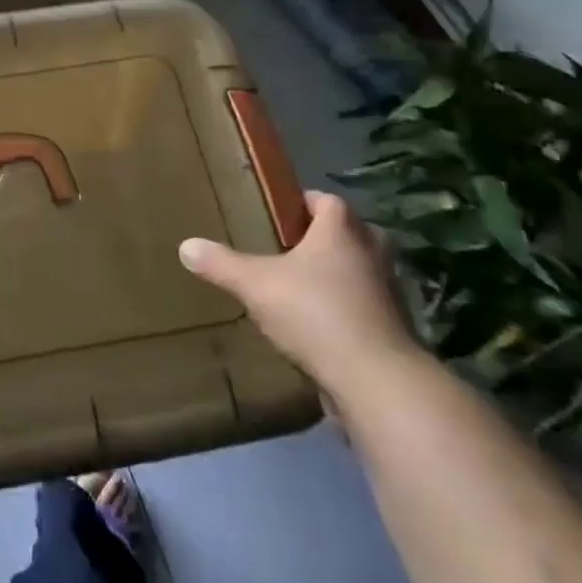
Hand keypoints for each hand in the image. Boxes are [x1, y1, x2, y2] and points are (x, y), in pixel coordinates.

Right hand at [179, 191, 418, 397]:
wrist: (378, 382)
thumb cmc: (316, 313)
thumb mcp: (256, 285)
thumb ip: (221, 264)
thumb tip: (186, 246)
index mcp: (342, 229)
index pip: (325, 199)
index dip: (301, 204)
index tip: (277, 216)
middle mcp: (372, 252)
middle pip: (347, 233)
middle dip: (320, 240)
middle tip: (286, 251)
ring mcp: (390, 292)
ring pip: (359, 271)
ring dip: (336, 277)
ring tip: (299, 290)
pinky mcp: (395, 330)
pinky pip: (366, 307)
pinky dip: (347, 311)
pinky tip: (318, 328)